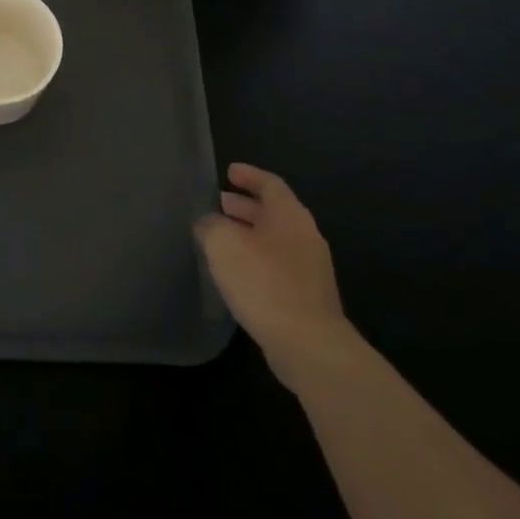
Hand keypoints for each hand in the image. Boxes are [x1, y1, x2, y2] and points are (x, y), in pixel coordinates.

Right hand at [196, 163, 351, 381]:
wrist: (309, 346)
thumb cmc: (264, 284)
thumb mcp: (223, 244)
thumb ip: (211, 225)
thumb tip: (209, 223)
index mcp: (290, 215)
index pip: (270, 184)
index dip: (248, 175)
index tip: (228, 172)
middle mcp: (304, 236)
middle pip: (273, 211)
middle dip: (244, 206)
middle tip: (218, 204)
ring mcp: (310, 269)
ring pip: (274, 240)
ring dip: (248, 234)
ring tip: (221, 238)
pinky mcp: (307, 297)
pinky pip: (277, 265)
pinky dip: (255, 259)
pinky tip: (236, 273)